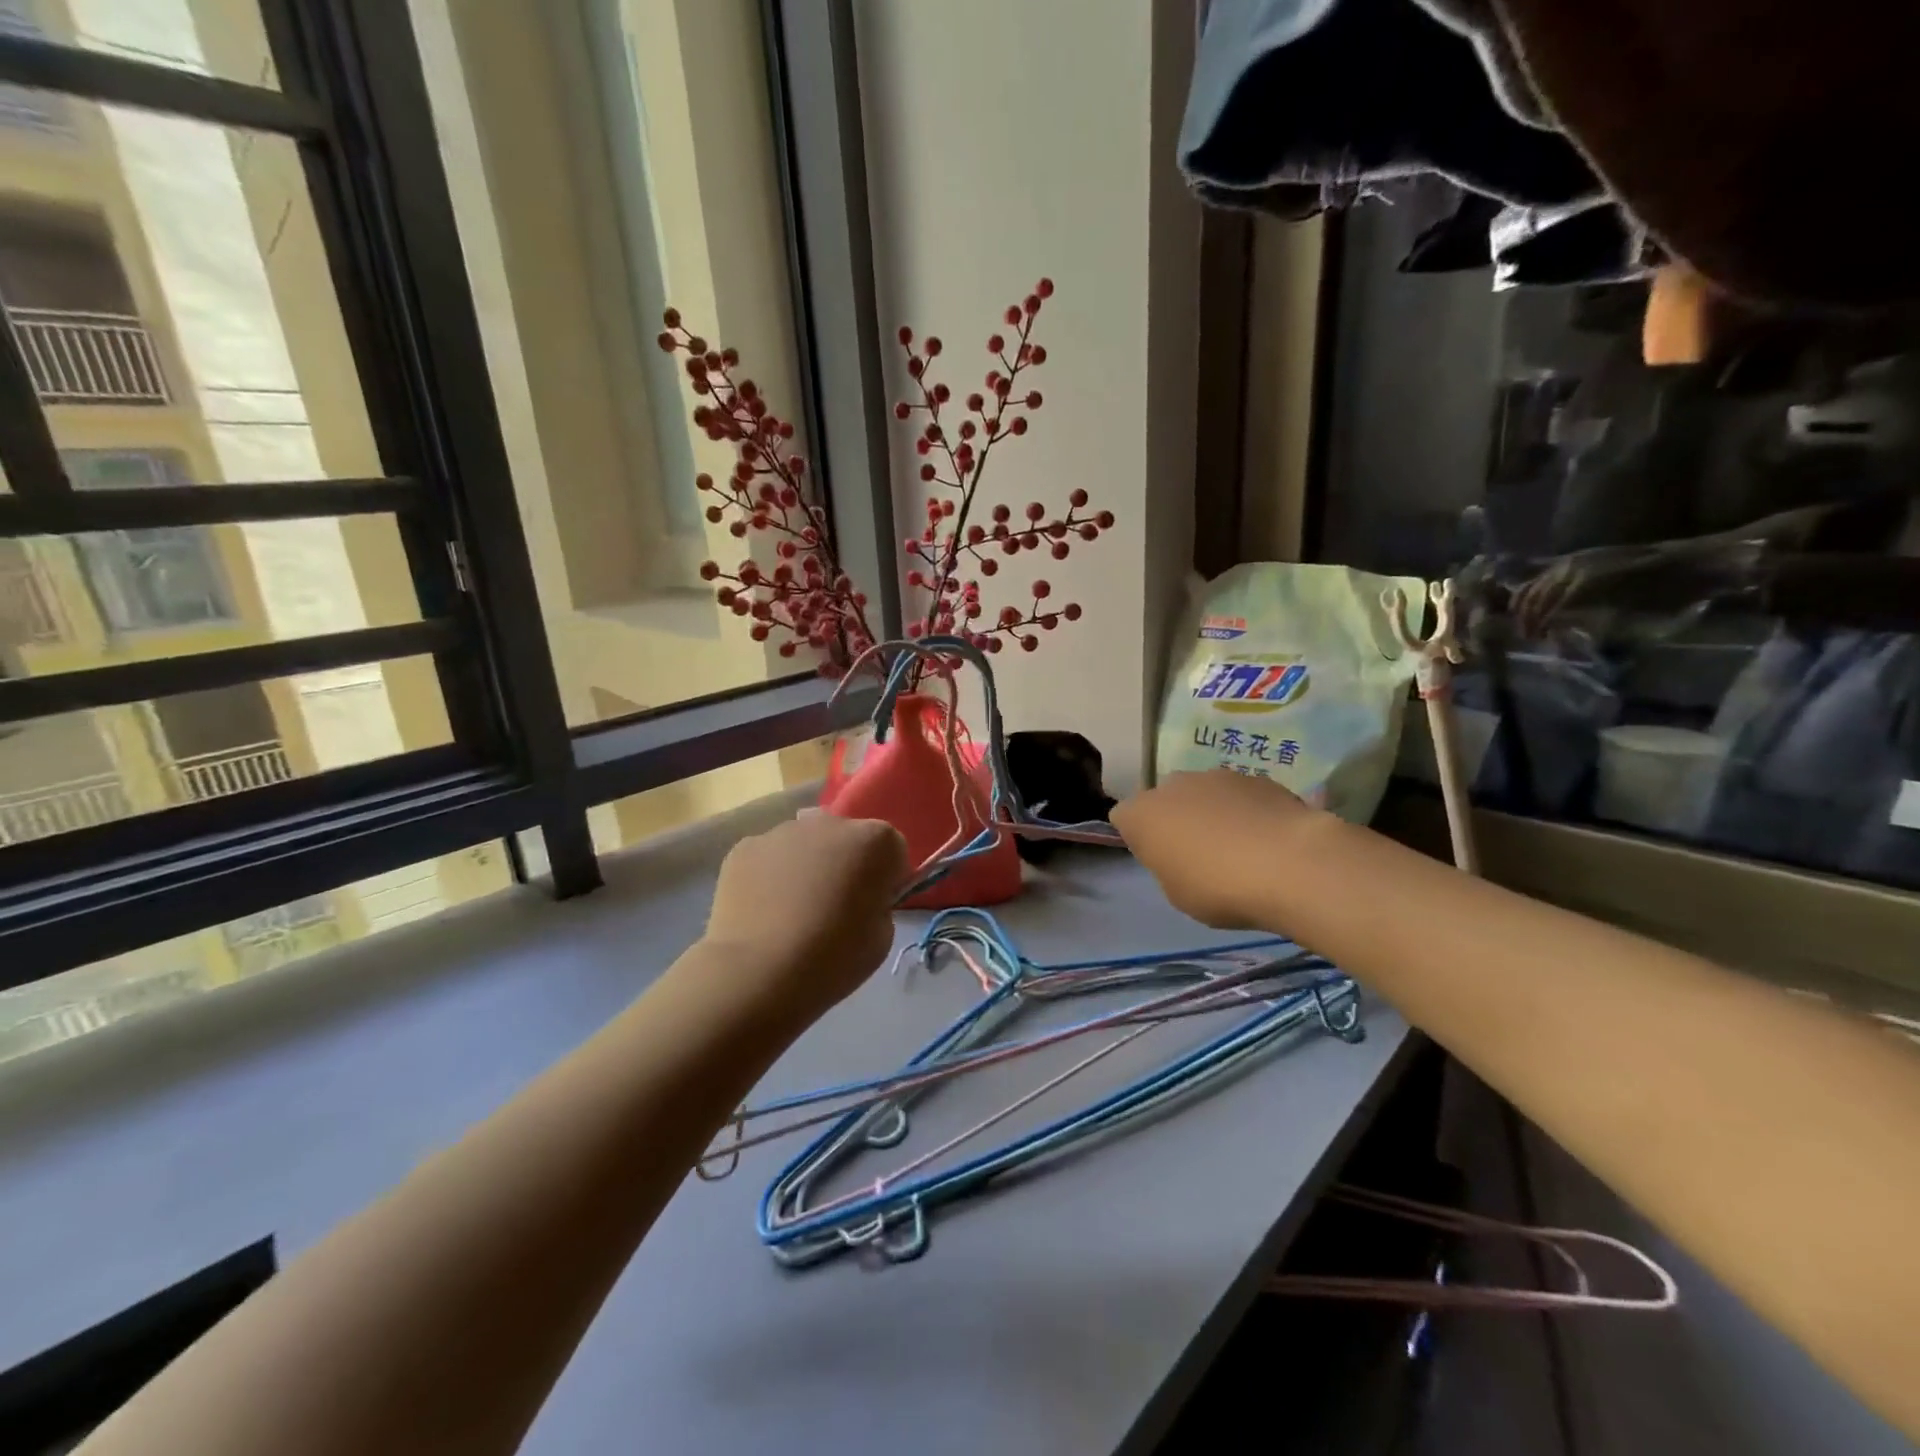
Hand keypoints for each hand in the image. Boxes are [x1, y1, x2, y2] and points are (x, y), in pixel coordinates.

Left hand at [700, 811, 908, 1020]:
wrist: (760, 973)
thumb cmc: (834, 957)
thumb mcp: (883, 934)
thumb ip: (877, 901)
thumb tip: (858, 895)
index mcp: (875, 840)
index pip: (891, 848)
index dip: (886, 877)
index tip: (874, 905)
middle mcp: (831, 823)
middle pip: (846, 838)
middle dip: (845, 863)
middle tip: (833, 905)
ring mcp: (783, 831)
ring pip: (805, 844)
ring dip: (806, 865)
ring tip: (791, 910)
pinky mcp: (745, 847)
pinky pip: (769, 856)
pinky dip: (770, 875)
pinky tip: (763, 910)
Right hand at [1111, 770, 1320, 928]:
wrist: (1290, 864)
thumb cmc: (1219, 888)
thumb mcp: (1177, 893)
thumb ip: (1169, 866)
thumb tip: (1181, 853)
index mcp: (1141, 814)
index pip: (1123, 818)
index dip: (1140, 839)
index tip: (1160, 861)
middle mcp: (1172, 785)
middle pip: (1164, 800)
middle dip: (1175, 820)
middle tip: (1198, 855)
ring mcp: (1216, 775)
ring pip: (1203, 794)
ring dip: (1212, 813)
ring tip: (1240, 848)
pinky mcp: (1257, 777)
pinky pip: (1240, 796)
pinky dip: (1246, 811)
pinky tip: (1268, 840)